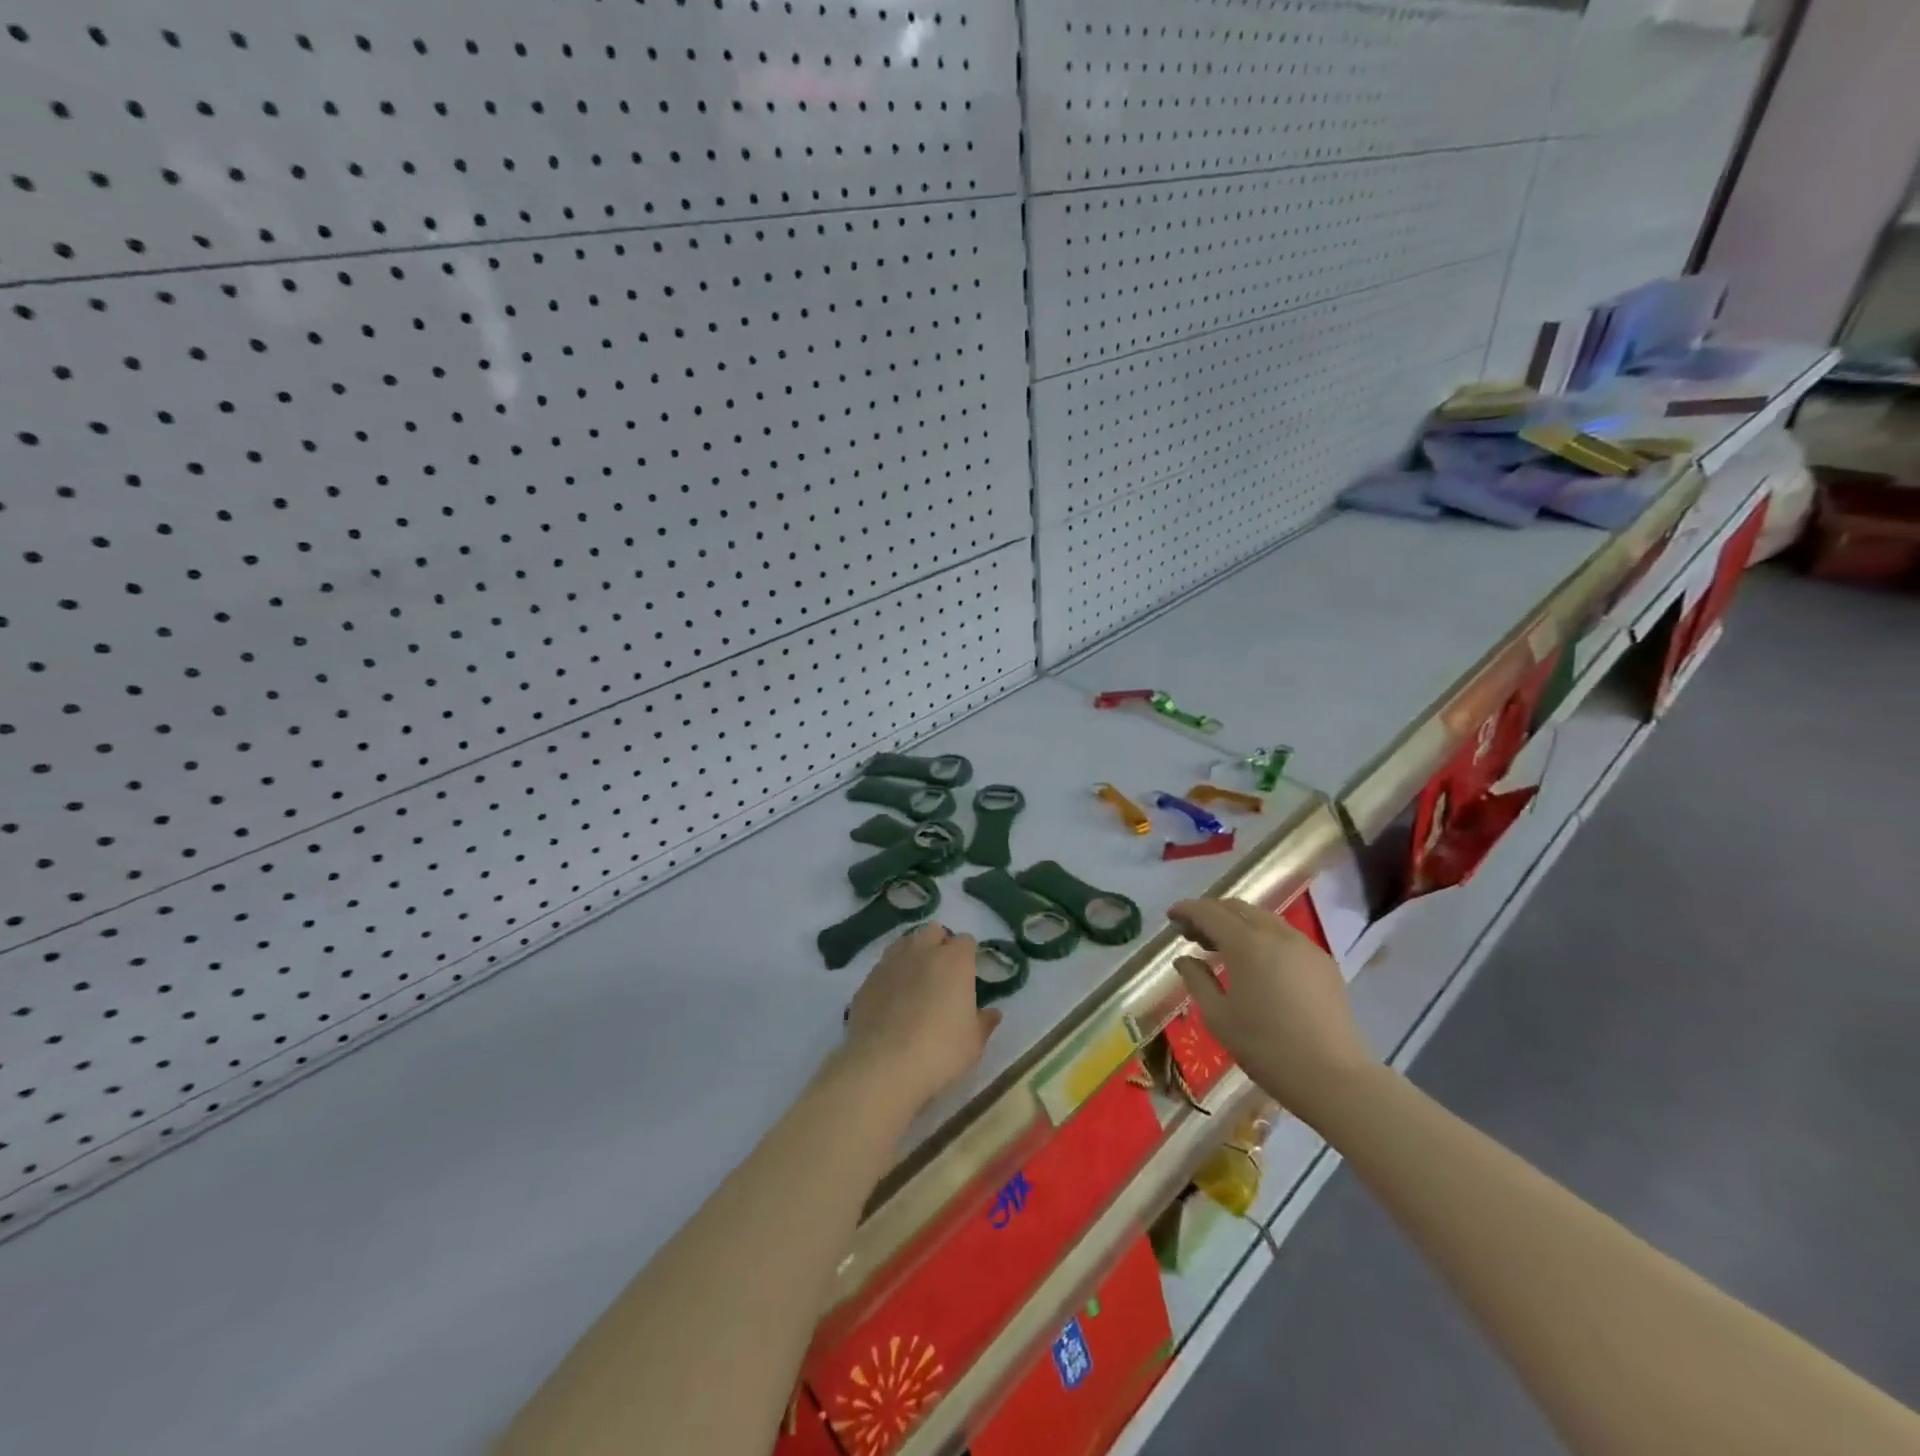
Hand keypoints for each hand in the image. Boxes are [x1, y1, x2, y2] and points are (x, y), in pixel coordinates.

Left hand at [840, 923, 1001, 1114]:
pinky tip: (892, 1001)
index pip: (966, 941)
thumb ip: (984, 1022)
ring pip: (905, 943)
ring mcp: (891, 962)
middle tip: (942, 974)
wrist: (883, 1064)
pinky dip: (891, 976)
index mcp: (954, 961)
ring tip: (916, 982)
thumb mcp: (973, 1043)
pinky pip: (883, 967)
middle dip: (939, 944)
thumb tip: (993, 1013)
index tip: (968, 975)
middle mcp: (922, 951)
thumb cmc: (940, 1051)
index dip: (968, 955)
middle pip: (933, 932)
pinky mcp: (867, 980)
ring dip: (913, 954)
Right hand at [1169, 897, 1374, 1124]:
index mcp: (1247, 944)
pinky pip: (1284, 936)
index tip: (1171, 918)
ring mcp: (1305, 946)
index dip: (1187, 910)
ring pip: (1263, 919)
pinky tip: (1256, 963)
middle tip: (1192, 934)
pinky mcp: (1323, 963)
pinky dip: (1261, 937)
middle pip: (1237, 908)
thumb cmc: (1267, 1049)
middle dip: (1211, 914)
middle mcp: (1276, 934)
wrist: (1335, 1079)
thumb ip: (1197, 981)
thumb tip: (1185, 959)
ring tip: (1222, 947)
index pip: (1209, 912)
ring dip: (1237, 924)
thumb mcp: (1219, 1018)